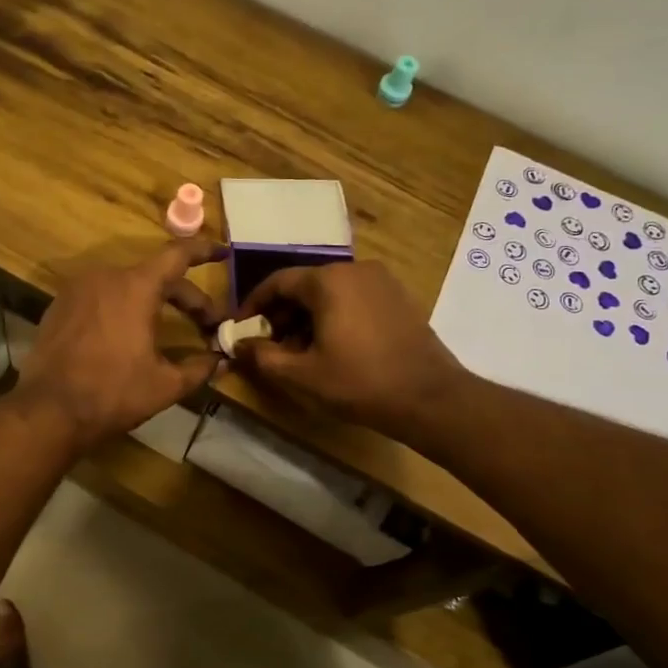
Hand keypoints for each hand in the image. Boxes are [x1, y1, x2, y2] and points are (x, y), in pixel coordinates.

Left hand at [17, 238, 227, 450]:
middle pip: (155, 275)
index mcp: (136, 286)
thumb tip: (220, 361)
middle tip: (206, 322)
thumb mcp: (165, 385)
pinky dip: (121, 307)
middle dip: (185, 296)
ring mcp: (77, 289)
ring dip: (152, 301)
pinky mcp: (58, 306)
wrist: (48, 410)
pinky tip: (127, 334)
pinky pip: (100, 297)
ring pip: (126, 285)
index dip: (204, 251)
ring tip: (167, 326)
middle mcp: (105, 276)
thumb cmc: (112, 394)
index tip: (223, 252)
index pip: (178, 255)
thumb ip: (199, 368)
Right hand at [235, 261, 465, 444]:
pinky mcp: (399, 298)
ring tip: (298, 351)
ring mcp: (382, 282)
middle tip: (269, 344)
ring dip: (307, 317)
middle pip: (305, 285)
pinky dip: (334, 317)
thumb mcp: (301, 375)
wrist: (429, 397)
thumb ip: (262, 356)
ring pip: (330, 293)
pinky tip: (332, 348)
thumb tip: (238, 345)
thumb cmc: (359, 382)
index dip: (253, 304)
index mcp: (328, 281)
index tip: (240, 328)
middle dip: (281, 314)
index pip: (277, 282)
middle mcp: (355, 270)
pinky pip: (354, 299)